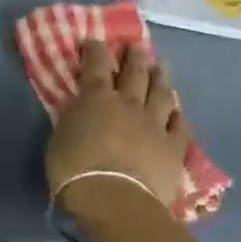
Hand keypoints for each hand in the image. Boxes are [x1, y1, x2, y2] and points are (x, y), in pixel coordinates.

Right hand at [45, 41, 189, 210]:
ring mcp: (155, 125)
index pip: (97, 65)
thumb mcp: (61, 137)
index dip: (96, 51)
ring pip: (161, 94)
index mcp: (97, 99)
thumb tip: (81, 108)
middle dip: (135, 57)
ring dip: (160, 78)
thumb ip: (74, 118)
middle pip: (135, 73)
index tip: (96, 41)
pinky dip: (178, 116)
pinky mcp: (174, 148)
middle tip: (137, 46)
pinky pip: (180, 126)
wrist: (114, 200)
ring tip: (161, 67)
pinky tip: (178, 111)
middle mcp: (128, 104)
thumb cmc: (75, 170)